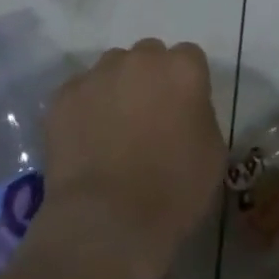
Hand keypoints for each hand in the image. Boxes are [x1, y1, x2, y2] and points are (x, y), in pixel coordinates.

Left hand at [39, 39, 225, 278]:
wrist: (108, 223)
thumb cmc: (174, 192)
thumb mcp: (213, 152)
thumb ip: (200, 114)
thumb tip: (184, 110)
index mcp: (183, 68)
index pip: (189, 58)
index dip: (185, 84)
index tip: (182, 112)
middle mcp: (141, 58)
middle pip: (148, 55)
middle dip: (149, 79)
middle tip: (147, 119)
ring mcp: (99, 74)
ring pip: (111, 69)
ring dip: (116, 89)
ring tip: (111, 132)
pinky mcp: (64, 96)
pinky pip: (79, 93)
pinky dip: (83, 110)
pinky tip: (85, 144)